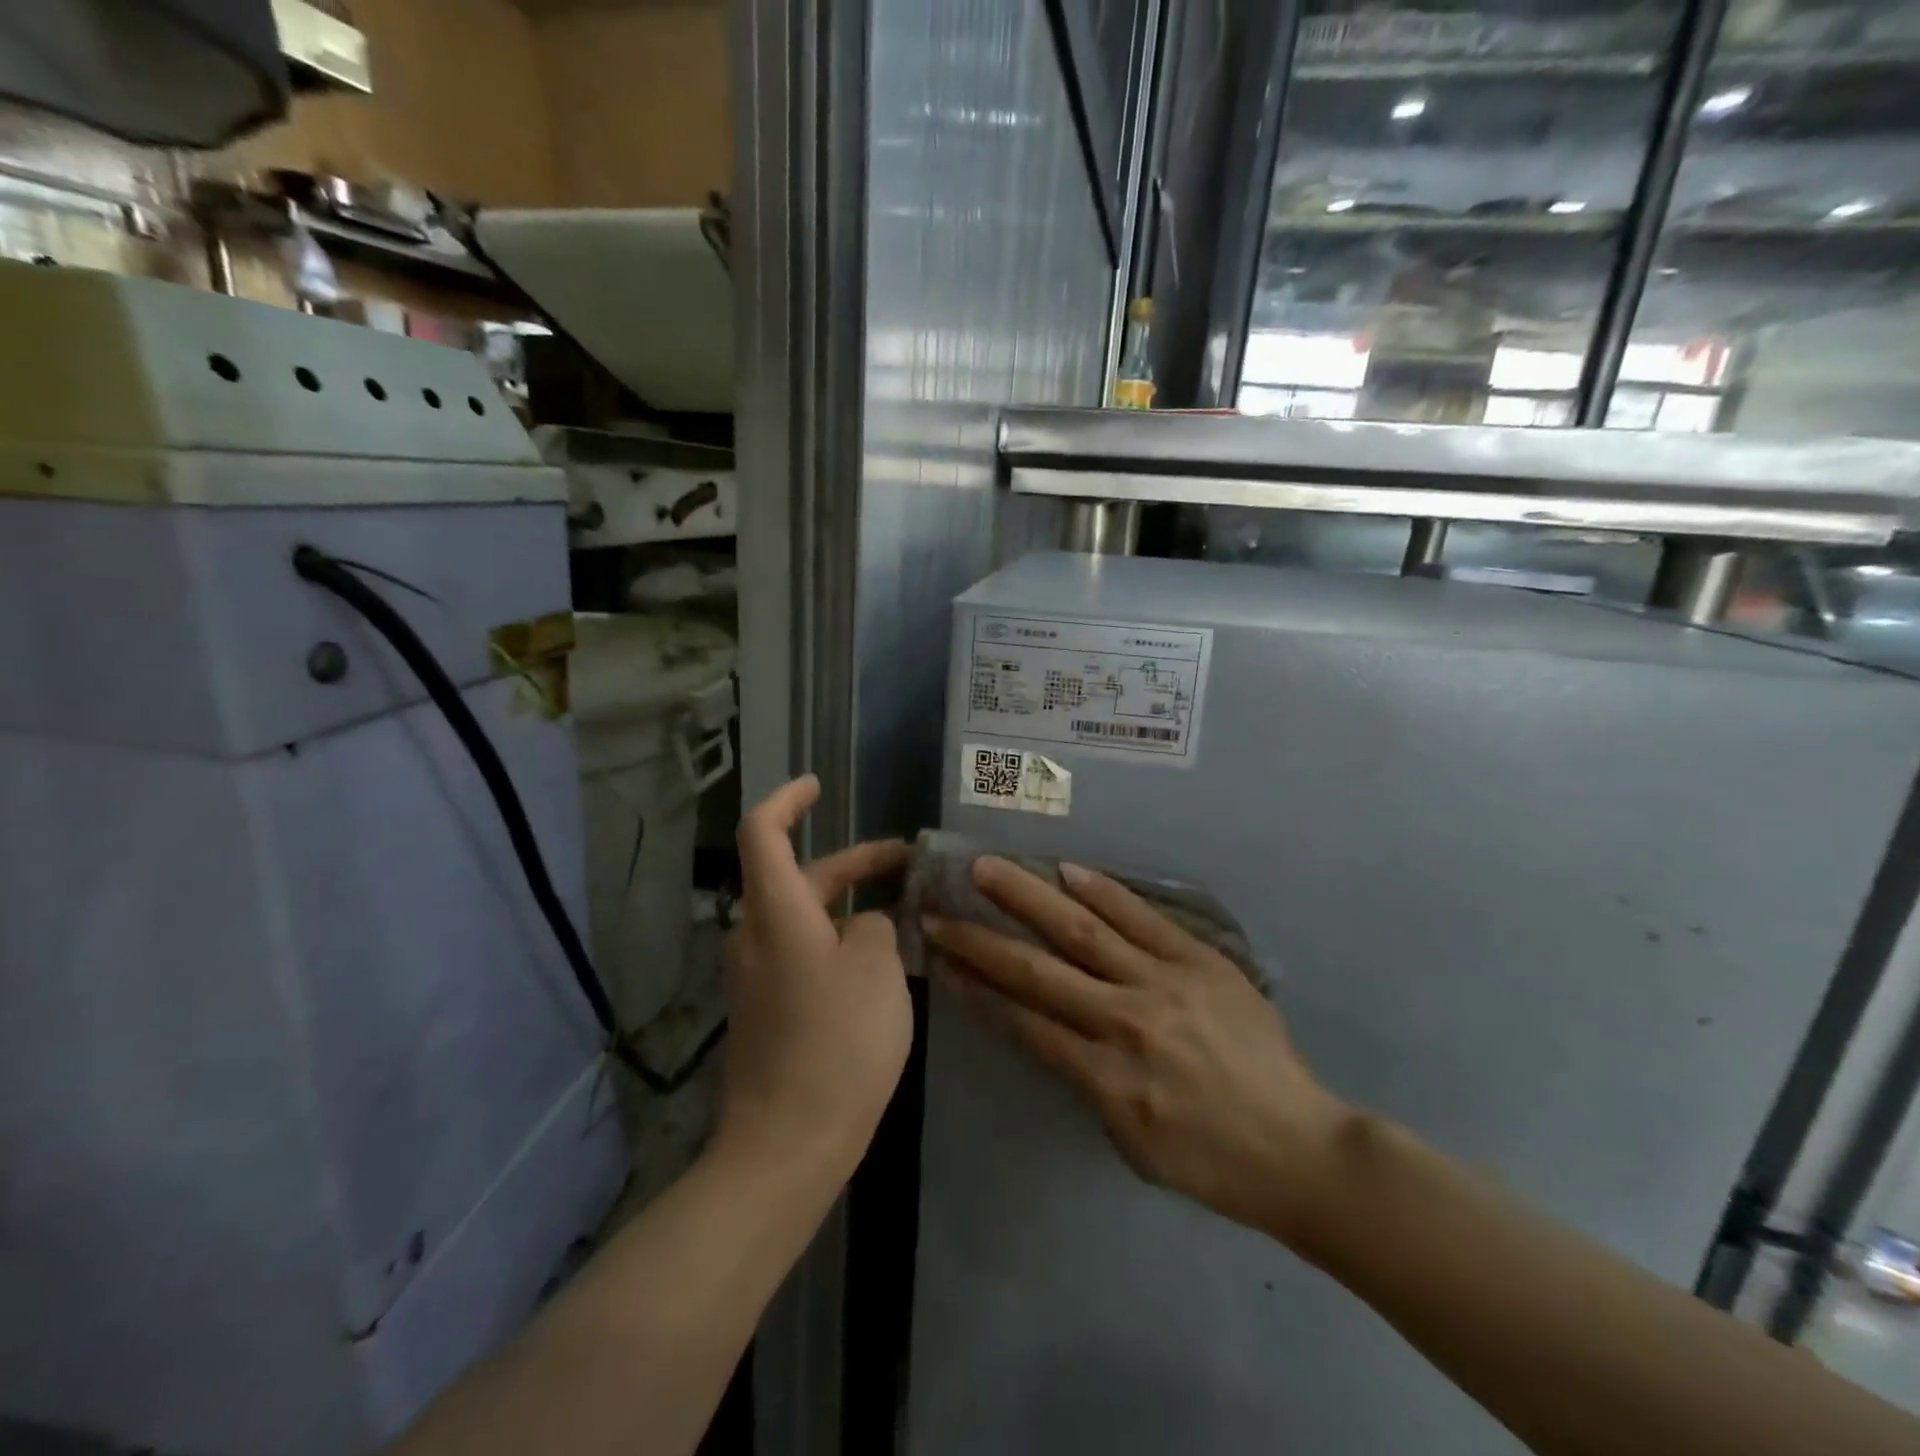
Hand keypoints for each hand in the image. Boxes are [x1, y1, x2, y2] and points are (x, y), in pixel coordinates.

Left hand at [717, 777, 913, 1175]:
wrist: (786, 1146)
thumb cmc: (837, 1044)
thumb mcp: (877, 970)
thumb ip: (877, 927)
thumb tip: (864, 927)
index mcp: (776, 913)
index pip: (763, 832)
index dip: (788, 800)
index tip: (817, 786)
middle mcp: (755, 935)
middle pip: (797, 876)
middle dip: (853, 863)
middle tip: (907, 862)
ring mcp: (756, 976)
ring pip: (804, 918)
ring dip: (850, 905)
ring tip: (906, 915)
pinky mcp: (766, 1009)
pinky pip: (803, 953)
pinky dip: (838, 941)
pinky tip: (879, 964)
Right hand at [923, 857, 1348, 1244]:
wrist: (1299, 1147)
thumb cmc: (1209, 1160)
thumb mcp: (1129, 1141)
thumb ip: (1086, 1081)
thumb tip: (1054, 1030)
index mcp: (1105, 1078)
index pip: (1024, 1022)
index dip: (977, 990)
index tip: (942, 962)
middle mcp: (1125, 1021)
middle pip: (1039, 971)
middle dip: (983, 941)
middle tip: (941, 911)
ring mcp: (1164, 983)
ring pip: (1084, 931)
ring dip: (1030, 898)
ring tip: (990, 869)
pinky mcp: (1199, 960)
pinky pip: (1143, 919)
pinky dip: (1104, 891)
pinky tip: (1069, 870)